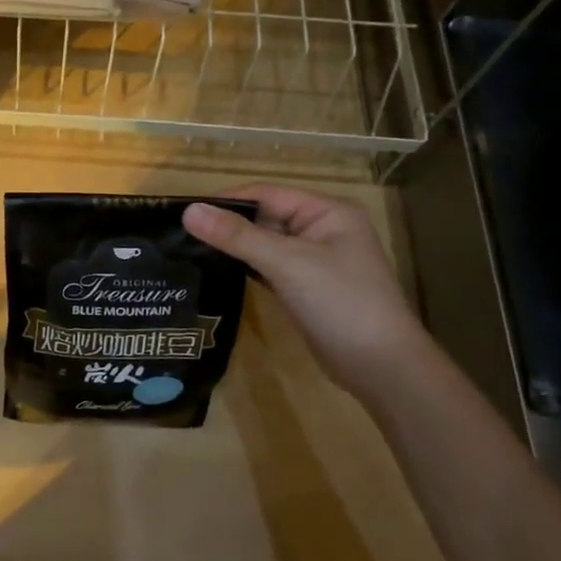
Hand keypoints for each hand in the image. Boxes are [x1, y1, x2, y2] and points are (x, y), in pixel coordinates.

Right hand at [184, 184, 424, 398]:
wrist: (381, 366)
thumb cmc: (341, 303)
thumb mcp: (287, 263)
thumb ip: (237, 236)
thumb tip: (188, 211)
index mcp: (327, 211)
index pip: (266, 194)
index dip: (226, 200)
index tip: (183, 212)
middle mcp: (321, 229)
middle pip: (264, 217)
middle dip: (227, 224)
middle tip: (180, 234)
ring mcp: (314, 260)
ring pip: (265, 244)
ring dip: (234, 247)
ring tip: (189, 250)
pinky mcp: (305, 287)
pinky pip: (269, 267)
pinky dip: (246, 267)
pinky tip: (217, 272)